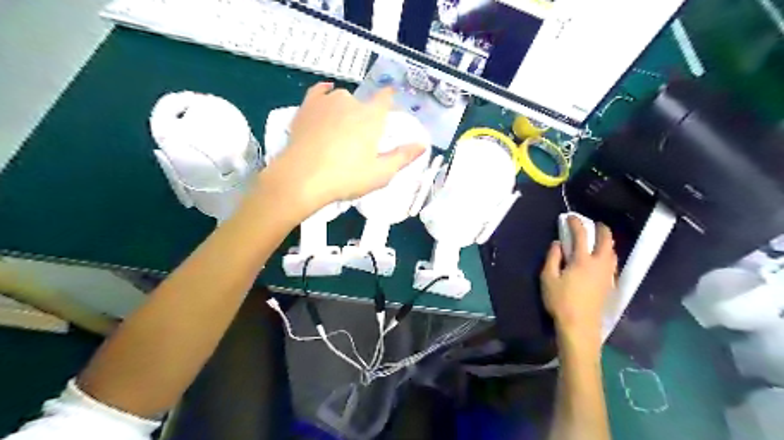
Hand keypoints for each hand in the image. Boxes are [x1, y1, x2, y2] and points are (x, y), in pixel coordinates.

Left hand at [261, 83, 422, 216]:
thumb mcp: (381, 173)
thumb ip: (403, 157)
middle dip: (366, 117)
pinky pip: (319, 92)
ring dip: (346, 110)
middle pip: (364, 104)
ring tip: (341, 130)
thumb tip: (423, 145)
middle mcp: (351, 102)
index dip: (389, 101)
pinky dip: (325, 92)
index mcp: (371, 116)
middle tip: (361, 141)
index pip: (385, 98)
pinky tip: (327, 92)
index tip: (389, 108)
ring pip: (342, 99)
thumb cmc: (346, 177)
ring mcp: (326, 102)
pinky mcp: (307, 107)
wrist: (302, 178)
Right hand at [543, 218, 615, 351]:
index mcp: (582, 260)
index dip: (576, 223)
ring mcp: (607, 275)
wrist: (580, 326)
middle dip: (601, 229)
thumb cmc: (560, 301)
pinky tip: (603, 259)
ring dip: (608, 242)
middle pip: (606, 241)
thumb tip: (557, 243)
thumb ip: (552, 258)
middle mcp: (599, 264)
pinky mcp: (610, 285)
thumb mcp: (548, 278)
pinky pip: (613, 263)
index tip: (570, 217)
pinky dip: (609, 255)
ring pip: (613, 252)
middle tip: (595, 224)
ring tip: (600, 239)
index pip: (581, 235)